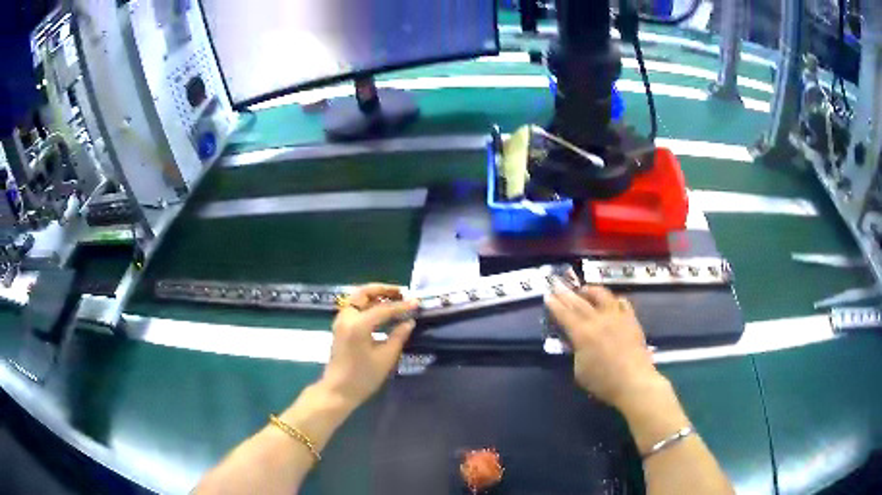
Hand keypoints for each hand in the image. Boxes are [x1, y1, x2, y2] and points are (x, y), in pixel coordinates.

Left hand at [320, 284, 417, 409]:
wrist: (338, 390)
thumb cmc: (363, 377)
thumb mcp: (386, 358)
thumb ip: (398, 336)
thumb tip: (409, 322)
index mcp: (358, 324)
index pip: (383, 308)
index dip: (402, 305)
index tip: (417, 303)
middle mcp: (347, 317)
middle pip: (363, 293)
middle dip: (383, 290)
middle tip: (401, 293)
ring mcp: (341, 321)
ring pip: (357, 298)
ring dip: (375, 296)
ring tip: (394, 300)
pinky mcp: (340, 327)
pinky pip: (354, 308)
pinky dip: (367, 304)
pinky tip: (382, 312)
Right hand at [545, 281, 664, 410]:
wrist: (634, 382)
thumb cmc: (603, 382)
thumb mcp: (580, 371)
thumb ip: (575, 352)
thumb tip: (575, 342)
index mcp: (582, 334)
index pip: (565, 315)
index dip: (555, 305)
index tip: (548, 296)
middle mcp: (599, 320)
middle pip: (579, 302)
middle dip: (566, 293)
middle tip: (557, 284)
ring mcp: (617, 317)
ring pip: (603, 296)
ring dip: (591, 290)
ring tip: (584, 289)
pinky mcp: (631, 320)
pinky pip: (622, 303)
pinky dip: (614, 300)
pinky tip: (612, 301)